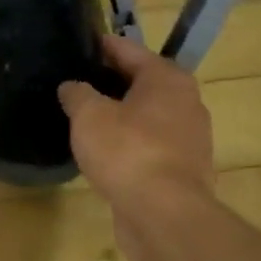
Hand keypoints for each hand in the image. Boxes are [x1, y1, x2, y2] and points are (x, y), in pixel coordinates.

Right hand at [58, 34, 214, 211]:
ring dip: (121, 115)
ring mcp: (189, 138)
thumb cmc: (127, 152)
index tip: (79, 44)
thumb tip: (71, 86)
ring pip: (147, 116)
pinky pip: (151, 145)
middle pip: (142, 82)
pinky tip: (105, 152)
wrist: (165, 216)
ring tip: (86, 118)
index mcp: (167, 78)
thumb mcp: (89, 116)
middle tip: (76, 83)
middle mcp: (186, 102)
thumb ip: (77, 95)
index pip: (128, 50)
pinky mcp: (183, 170)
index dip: (102, 46)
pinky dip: (130, 143)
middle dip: (110, 82)